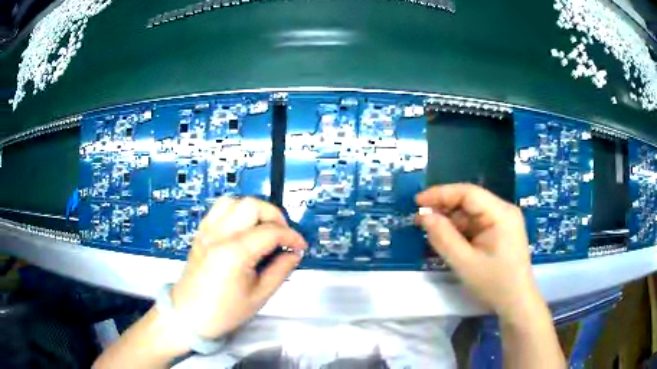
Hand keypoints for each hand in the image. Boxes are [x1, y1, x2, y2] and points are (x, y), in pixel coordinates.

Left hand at [170, 197, 306, 338]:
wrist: (190, 315)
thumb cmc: (224, 311)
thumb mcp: (259, 296)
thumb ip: (281, 270)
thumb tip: (294, 253)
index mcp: (234, 253)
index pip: (270, 231)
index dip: (291, 236)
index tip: (300, 246)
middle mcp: (219, 235)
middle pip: (252, 205)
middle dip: (274, 216)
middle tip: (283, 235)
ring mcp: (207, 231)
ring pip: (235, 201)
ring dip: (254, 210)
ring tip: (263, 228)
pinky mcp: (201, 232)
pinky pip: (220, 208)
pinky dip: (236, 211)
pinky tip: (243, 228)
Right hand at [415, 184, 540, 319]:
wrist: (516, 303)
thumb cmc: (495, 284)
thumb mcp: (465, 263)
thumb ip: (443, 238)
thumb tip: (424, 216)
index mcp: (500, 213)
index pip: (468, 193)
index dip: (441, 194)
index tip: (417, 201)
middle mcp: (503, 211)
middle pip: (470, 201)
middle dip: (444, 208)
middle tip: (419, 219)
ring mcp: (503, 221)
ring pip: (471, 213)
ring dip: (450, 220)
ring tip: (429, 230)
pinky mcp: (500, 232)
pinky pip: (476, 224)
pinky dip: (459, 230)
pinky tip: (446, 238)